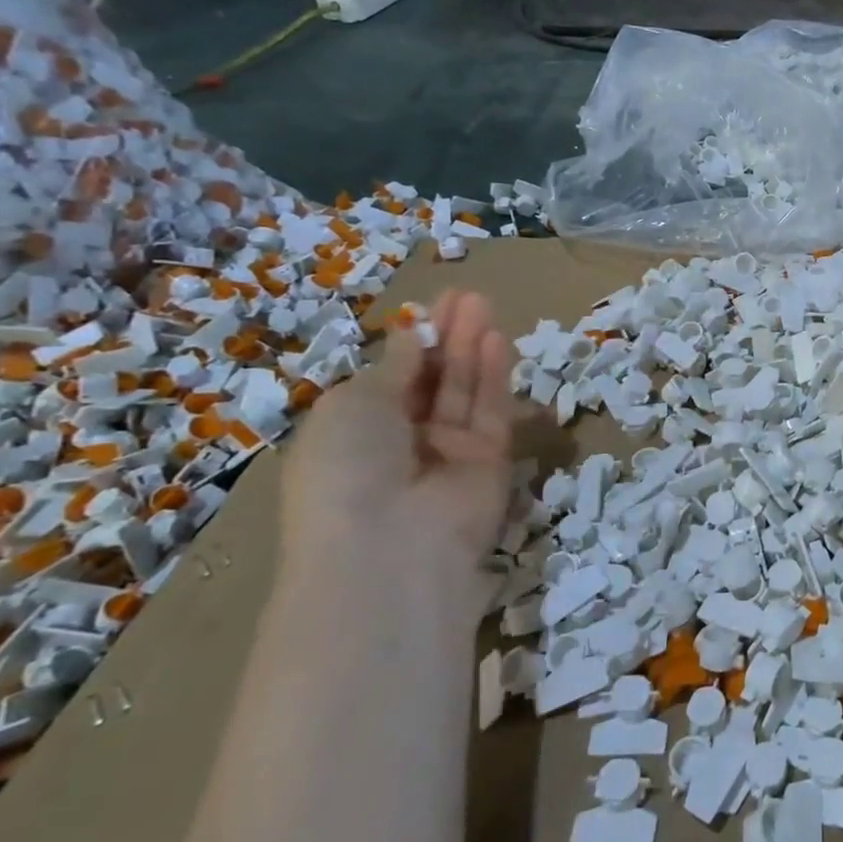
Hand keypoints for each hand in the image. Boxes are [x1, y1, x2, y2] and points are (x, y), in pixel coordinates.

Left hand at [280, 289, 512, 639]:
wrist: (391, 546)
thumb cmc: (346, 468)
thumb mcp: (353, 404)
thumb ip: (394, 368)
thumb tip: (413, 338)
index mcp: (356, 433)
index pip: (392, 380)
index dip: (411, 344)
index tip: (429, 307)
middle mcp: (404, 442)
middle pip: (433, 381)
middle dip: (447, 337)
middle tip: (466, 295)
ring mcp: (449, 454)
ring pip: (465, 392)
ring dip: (473, 348)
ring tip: (483, 303)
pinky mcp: (491, 463)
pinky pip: (491, 412)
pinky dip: (494, 376)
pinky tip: (496, 338)